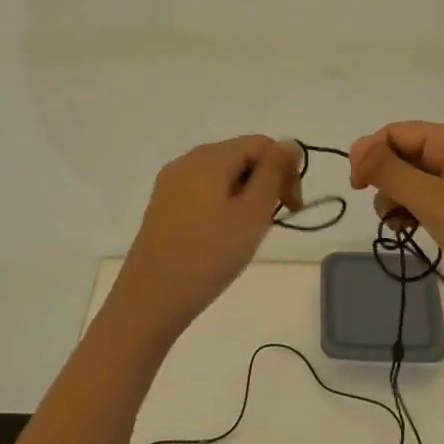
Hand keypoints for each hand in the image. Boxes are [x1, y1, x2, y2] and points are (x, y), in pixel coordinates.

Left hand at [108, 136, 300, 342]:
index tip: (292, 208)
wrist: (150, 299)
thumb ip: (274, 172)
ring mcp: (171, 183)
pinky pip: (203, 192)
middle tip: (272, 223)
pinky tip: (221, 238)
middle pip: (241, 156)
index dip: (285, 169)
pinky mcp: (162, 205)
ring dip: (245, 196)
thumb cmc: (209, 255)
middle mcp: (187, 160)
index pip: (262, 144)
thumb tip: (288, 143)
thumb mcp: (252, 212)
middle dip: (265, 182)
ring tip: (247, 234)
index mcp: (210, 156)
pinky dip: (222, 205)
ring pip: (222, 176)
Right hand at [349, 122, 443, 326]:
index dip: (370, 153)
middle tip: (381, 210)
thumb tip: (356, 147)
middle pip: (402, 154)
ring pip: (410, 180)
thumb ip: (390, 171)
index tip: (355, 186)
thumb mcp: (432, 199)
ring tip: (396, 225)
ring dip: (395, 199)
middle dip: (384, 179)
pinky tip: (407, 232)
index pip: (396, 133)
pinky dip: (410, 212)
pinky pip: (425, 201)